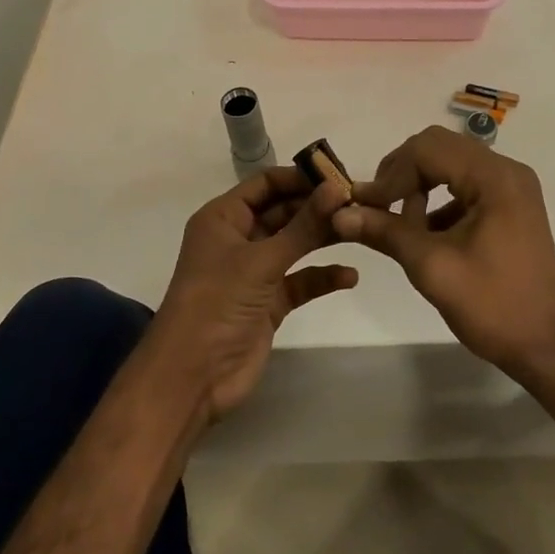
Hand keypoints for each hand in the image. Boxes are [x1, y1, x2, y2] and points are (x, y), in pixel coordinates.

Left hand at [151, 166, 357, 423]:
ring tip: (362, 230)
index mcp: (223, 218)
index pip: (266, 183)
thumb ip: (303, 225)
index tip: (340, 175)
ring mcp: (253, 272)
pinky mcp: (268, 302)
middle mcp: (238, 239)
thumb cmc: (217, 303)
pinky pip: (300, 280)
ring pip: (294, 244)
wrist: (192, 378)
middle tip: (358, 202)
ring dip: (323, 238)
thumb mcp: (262, 260)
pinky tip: (350, 276)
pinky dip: (321, 276)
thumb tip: (336, 187)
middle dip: (317, 207)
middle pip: (283, 211)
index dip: (300, 177)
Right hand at [330, 127, 554, 385]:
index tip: (365, 206)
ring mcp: (511, 187)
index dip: (391, 173)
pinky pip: (465, 184)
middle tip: (377, 205)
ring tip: (400, 224)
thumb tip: (340, 215)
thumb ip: (386, 232)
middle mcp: (506, 170)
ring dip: (419, 185)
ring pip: (451, 163)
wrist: (548, 347)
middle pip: (440, 148)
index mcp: (494, 177)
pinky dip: (439, 200)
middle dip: (403, 173)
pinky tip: (424, 233)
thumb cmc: (493, 306)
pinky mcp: (510, 205)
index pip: (428, 149)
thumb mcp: (432, 268)